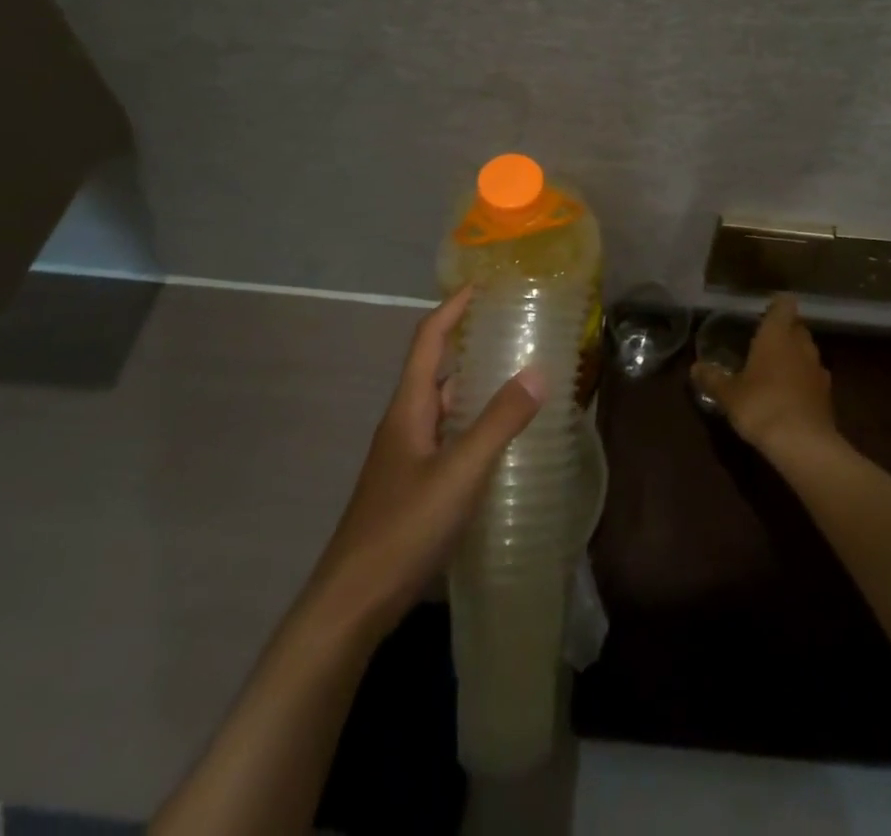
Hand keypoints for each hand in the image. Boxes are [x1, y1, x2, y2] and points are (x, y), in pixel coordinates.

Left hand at [304, 286, 544, 640]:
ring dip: (476, 391)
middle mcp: (405, 425)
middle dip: (471, 347)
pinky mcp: (413, 488)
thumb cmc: (403, 529)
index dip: (452, 309)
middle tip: (516, 335)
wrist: (352, 604)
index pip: (428, 341)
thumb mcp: (459, 473)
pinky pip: (449, 441)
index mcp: (409, 409)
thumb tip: (538, 371)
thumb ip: (499, 423)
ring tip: (520, 383)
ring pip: (445, 410)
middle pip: (438, 372)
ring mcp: (407, 459)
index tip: (482, 286)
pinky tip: (503, 446)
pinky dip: (475, 430)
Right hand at [690, 294, 838, 461]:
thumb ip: (712, 378)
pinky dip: (803, 380)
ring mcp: (818, 370)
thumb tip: (695, 367)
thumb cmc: (761, 406)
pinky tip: (789, 395)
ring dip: (795, 356)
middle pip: (797, 327)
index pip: (784, 305)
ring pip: (807, 352)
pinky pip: (813, 377)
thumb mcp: (728, 394)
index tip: (765, 310)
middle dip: (784, 331)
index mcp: (777, 335)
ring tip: (775, 369)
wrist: (804, 444)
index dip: (777, 304)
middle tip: (764, 342)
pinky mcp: (827, 395)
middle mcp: (801, 346)